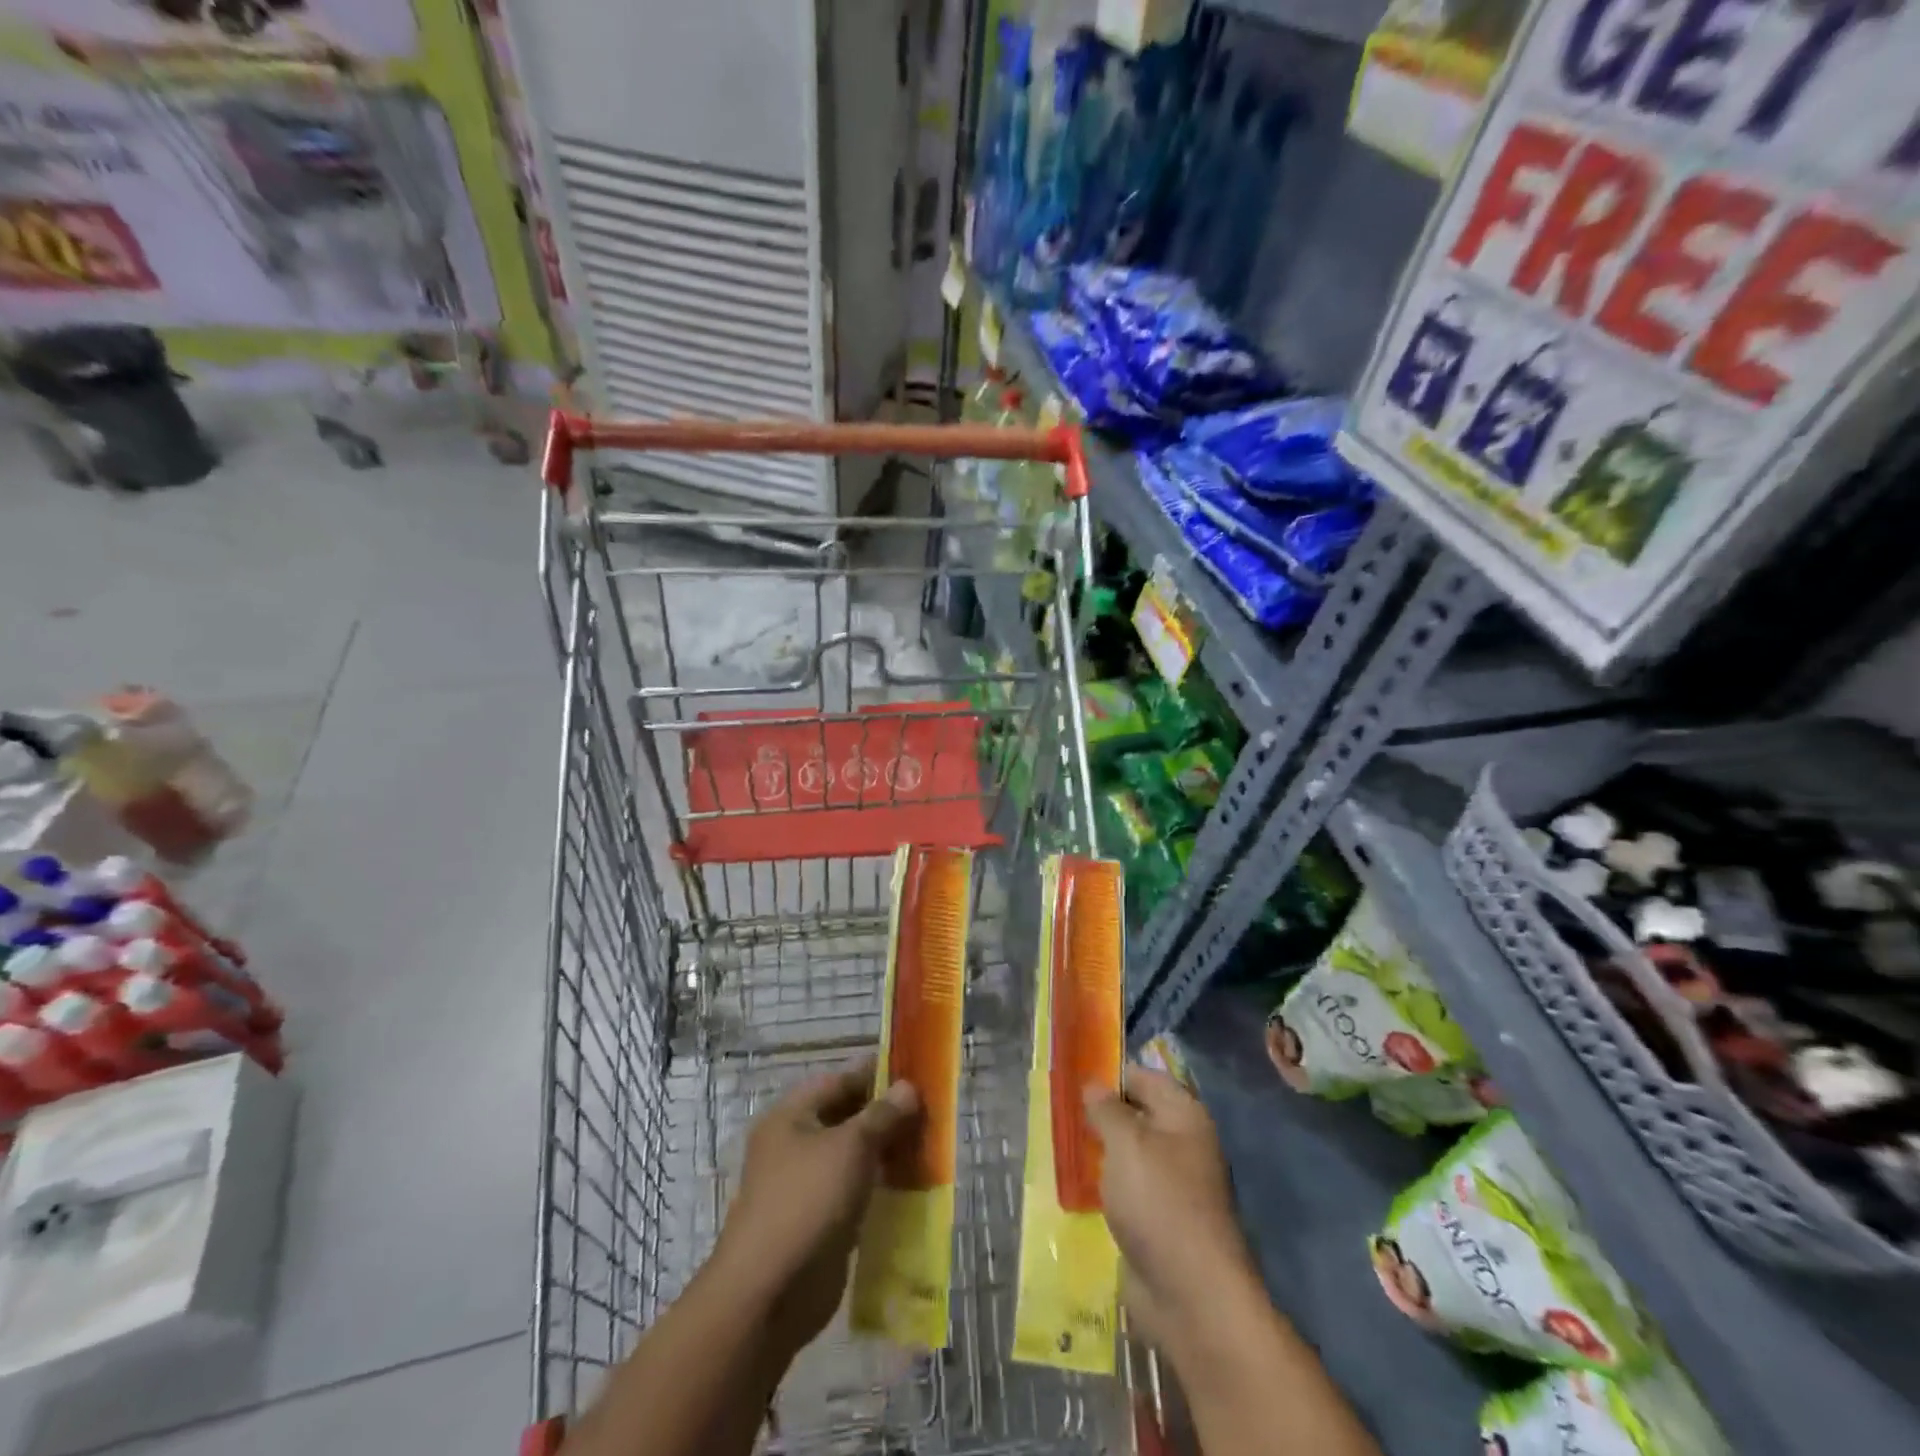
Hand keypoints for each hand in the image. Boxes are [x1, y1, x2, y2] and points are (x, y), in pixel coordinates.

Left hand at [712, 1060, 920, 1357]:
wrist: (769, 1295)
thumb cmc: (807, 1202)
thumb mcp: (851, 1147)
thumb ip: (882, 1115)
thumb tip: (908, 1087)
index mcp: (792, 1116)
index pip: (840, 1080)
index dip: (877, 1074)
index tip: (916, 1072)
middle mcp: (795, 1144)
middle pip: (848, 1117)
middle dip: (887, 1115)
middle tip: (931, 1113)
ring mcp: (806, 1185)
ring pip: (854, 1156)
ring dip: (887, 1152)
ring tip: (929, 1147)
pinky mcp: (820, 1221)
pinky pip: (855, 1191)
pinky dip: (880, 1186)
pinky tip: (912, 1187)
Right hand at [1084, 1065, 1253, 1350]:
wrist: (1193, 1296)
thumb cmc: (1159, 1202)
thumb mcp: (1126, 1142)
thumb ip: (1107, 1109)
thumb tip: (1094, 1085)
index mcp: (1184, 1115)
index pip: (1143, 1077)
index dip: (1108, 1074)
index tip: (1070, 1079)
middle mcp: (1183, 1144)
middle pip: (1136, 1115)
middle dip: (1100, 1114)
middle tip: (1059, 1113)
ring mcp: (1173, 1185)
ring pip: (1129, 1154)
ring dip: (1100, 1152)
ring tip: (1062, 1146)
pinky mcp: (1161, 1221)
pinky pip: (1128, 1189)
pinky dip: (1106, 1186)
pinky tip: (1078, 1186)